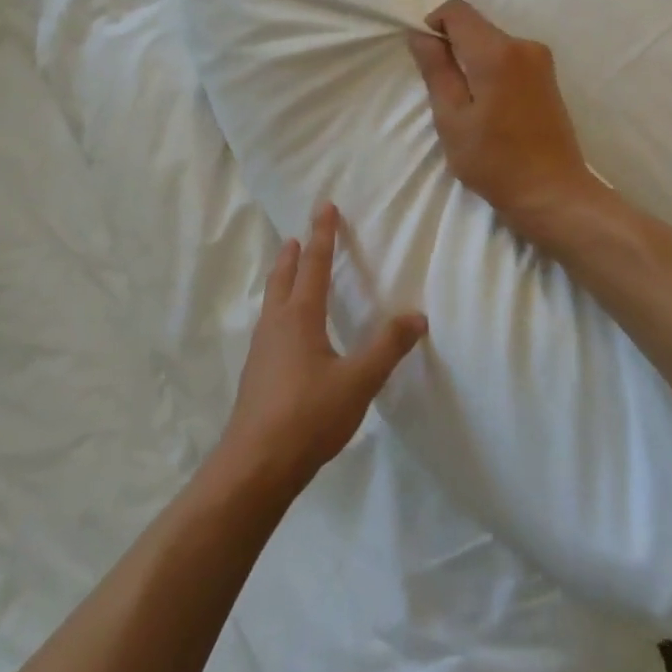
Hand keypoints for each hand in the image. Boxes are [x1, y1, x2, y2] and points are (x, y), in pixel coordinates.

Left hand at [217, 205, 428, 497]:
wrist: (255, 465)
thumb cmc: (308, 416)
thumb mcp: (358, 382)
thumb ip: (387, 347)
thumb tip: (416, 315)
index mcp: (300, 317)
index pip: (315, 265)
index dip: (323, 235)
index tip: (324, 207)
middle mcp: (276, 324)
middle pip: (284, 277)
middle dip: (294, 253)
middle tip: (300, 235)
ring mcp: (261, 349)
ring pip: (272, 300)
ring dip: (283, 279)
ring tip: (291, 272)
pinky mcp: (257, 373)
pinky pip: (270, 325)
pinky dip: (280, 308)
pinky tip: (287, 331)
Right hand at [408, 0, 605, 243]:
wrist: (553, 193)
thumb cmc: (494, 161)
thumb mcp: (452, 119)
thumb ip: (436, 70)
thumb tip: (421, 35)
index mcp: (497, 52)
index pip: (457, 11)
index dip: (433, 25)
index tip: (427, 60)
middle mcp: (523, 45)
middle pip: (476, 26)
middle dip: (453, 48)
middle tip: (444, 93)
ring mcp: (541, 60)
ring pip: (492, 43)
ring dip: (472, 62)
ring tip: (468, 107)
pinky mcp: (548, 76)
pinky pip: (508, 58)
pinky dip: (491, 71)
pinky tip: (490, 109)